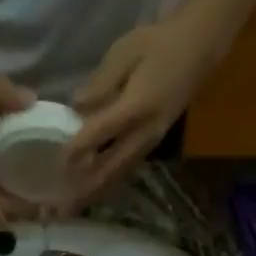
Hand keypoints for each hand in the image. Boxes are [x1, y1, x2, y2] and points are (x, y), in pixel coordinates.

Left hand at [61, 12, 225, 211]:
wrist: (200, 47)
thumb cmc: (159, 43)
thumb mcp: (126, 51)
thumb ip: (101, 82)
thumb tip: (76, 106)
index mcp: (136, 106)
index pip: (101, 133)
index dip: (78, 150)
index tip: (56, 164)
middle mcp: (144, 132)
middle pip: (110, 169)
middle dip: (84, 191)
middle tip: (61, 212)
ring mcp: (150, 142)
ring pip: (118, 176)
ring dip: (94, 194)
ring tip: (72, 211)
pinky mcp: (151, 144)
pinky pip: (125, 171)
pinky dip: (106, 184)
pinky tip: (91, 193)